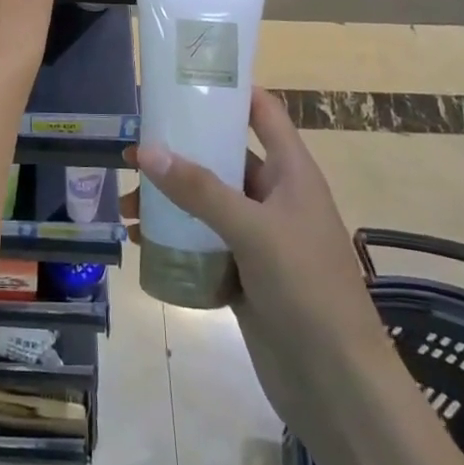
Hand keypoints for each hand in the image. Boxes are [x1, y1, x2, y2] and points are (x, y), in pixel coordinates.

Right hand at [123, 89, 389, 427]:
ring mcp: (260, 237)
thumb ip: (199, 189)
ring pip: (208, 202)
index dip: (230, 90)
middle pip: (224, 157)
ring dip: (170, 200)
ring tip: (126, 207)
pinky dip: (175, 238)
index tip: (184, 77)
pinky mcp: (245, 274)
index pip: (263, 112)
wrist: (337, 386)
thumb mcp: (252, 230)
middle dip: (180, 152)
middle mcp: (275, 197)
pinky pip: (204, 242)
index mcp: (291, 173)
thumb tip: (146, 150)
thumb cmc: (307, 289)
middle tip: (134, 151)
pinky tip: (142, 243)